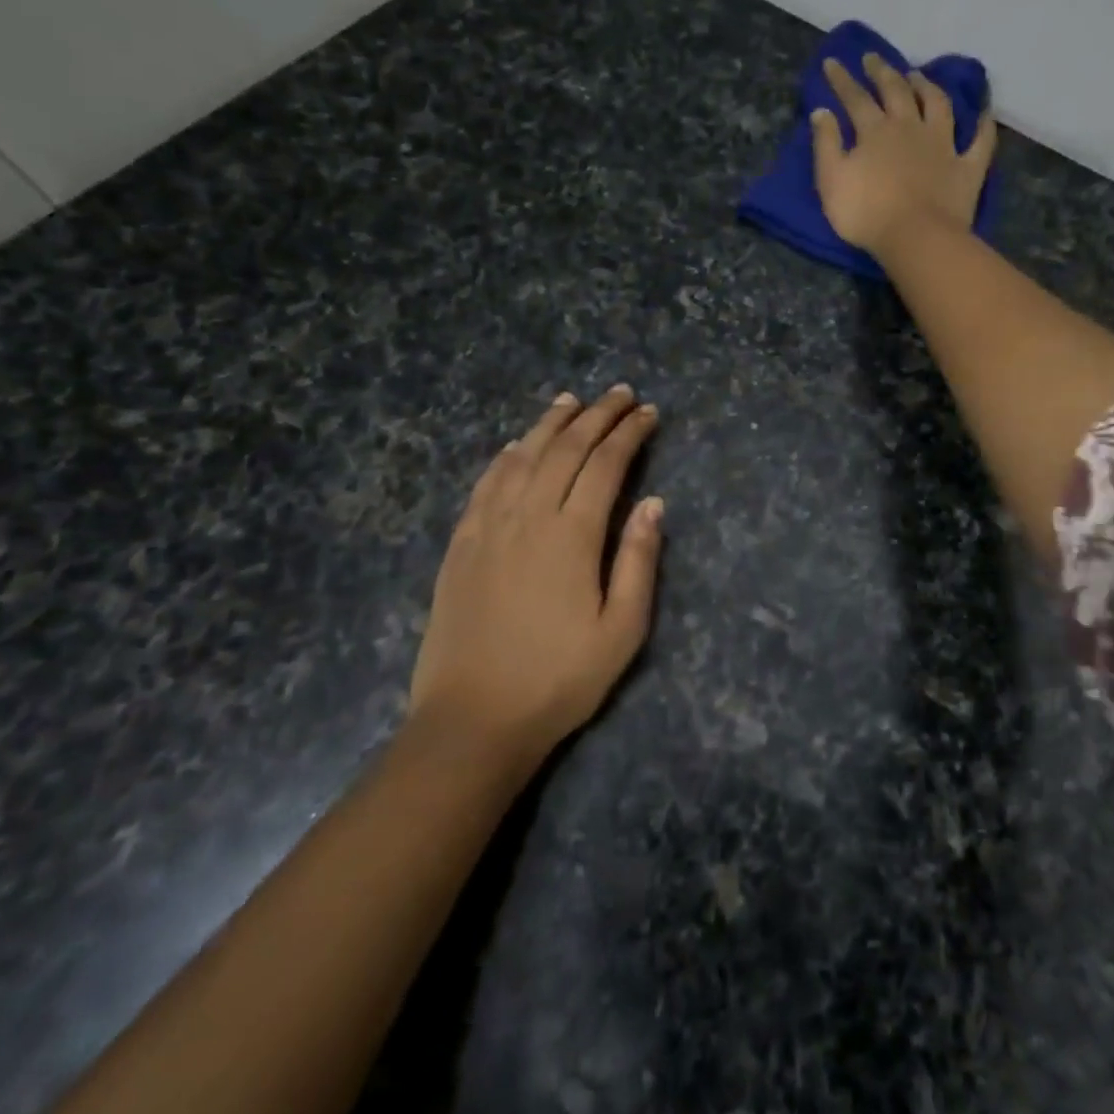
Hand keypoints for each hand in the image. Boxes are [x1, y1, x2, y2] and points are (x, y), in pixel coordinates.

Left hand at [410, 385, 663, 764]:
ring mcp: (488, 528)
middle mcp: (528, 517)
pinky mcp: (461, 545)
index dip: (629, 433)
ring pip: (522, 457)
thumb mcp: (622, 630)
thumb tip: (652, 503)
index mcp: (572, 536)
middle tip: (619, 393)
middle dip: (596, 415)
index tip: (648, 412)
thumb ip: (639, 561)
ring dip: (550, 424)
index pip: (605, 465)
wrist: (473, 720)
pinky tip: (516, 445)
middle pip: (565, 449)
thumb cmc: (559, 679)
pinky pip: (485, 484)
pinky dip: (506, 456)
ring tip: (571, 400)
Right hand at [812, 53, 998, 253]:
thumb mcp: (831, 181)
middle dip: (882, 72)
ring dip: (927, 86)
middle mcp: (910, 127)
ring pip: (938, 104)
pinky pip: (981, 140)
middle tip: (873, 58)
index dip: (842, 79)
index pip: (855, 98)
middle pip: (896, 91)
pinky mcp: (968, 167)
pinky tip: (984, 112)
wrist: (916, 238)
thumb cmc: (867, 214)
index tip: (832, 62)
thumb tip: (822, 111)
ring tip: (918, 75)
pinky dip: (983, 124)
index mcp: (875, 131)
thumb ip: (826, 144)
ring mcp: (943, 145)